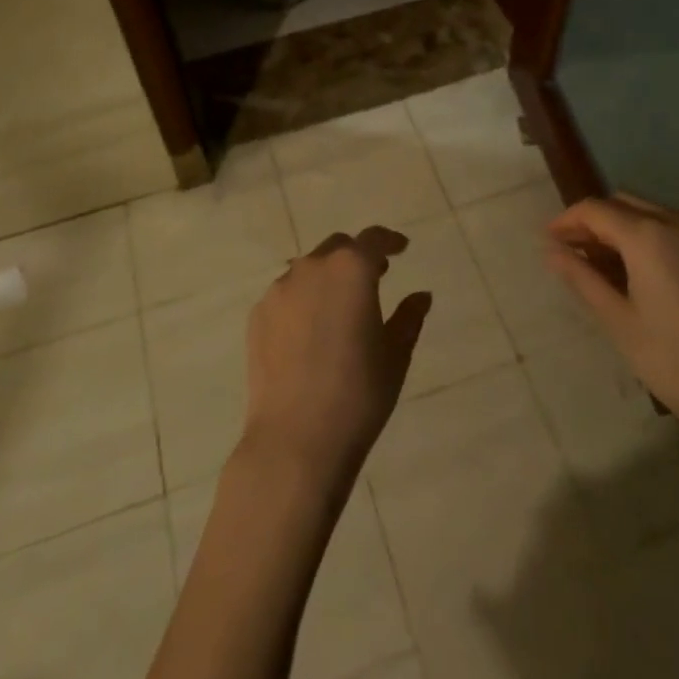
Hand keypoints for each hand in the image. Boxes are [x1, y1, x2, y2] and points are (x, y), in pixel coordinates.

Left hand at [241, 226, 431, 487]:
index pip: (373, 239)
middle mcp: (311, 268)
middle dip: (357, 257)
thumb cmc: (358, 394)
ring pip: (308, 270)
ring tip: (340, 309)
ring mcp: (279, 290)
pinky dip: (303, 301)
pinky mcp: (257, 315)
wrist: (295, 439)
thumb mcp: (395, 355)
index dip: (390, 241)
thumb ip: (409, 317)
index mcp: (351, 270)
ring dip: (327, 278)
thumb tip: (421, 295)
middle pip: (338, 248)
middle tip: (375, 278)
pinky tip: (310, 333)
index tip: (401, 248)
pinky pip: (286, 296)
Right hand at [546, 194, 678, 441]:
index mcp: (648, 237)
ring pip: (661, 218)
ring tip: (615, 264)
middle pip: (627, 204)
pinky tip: (662, 280)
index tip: (550, 239)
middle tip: (577, 249)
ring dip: (631, 230)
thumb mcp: (617, 320)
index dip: (567, 220)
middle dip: (598, 220)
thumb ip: (581, 276)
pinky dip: (665, 246)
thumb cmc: (672, 361)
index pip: (596, 210)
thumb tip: (550, 249)